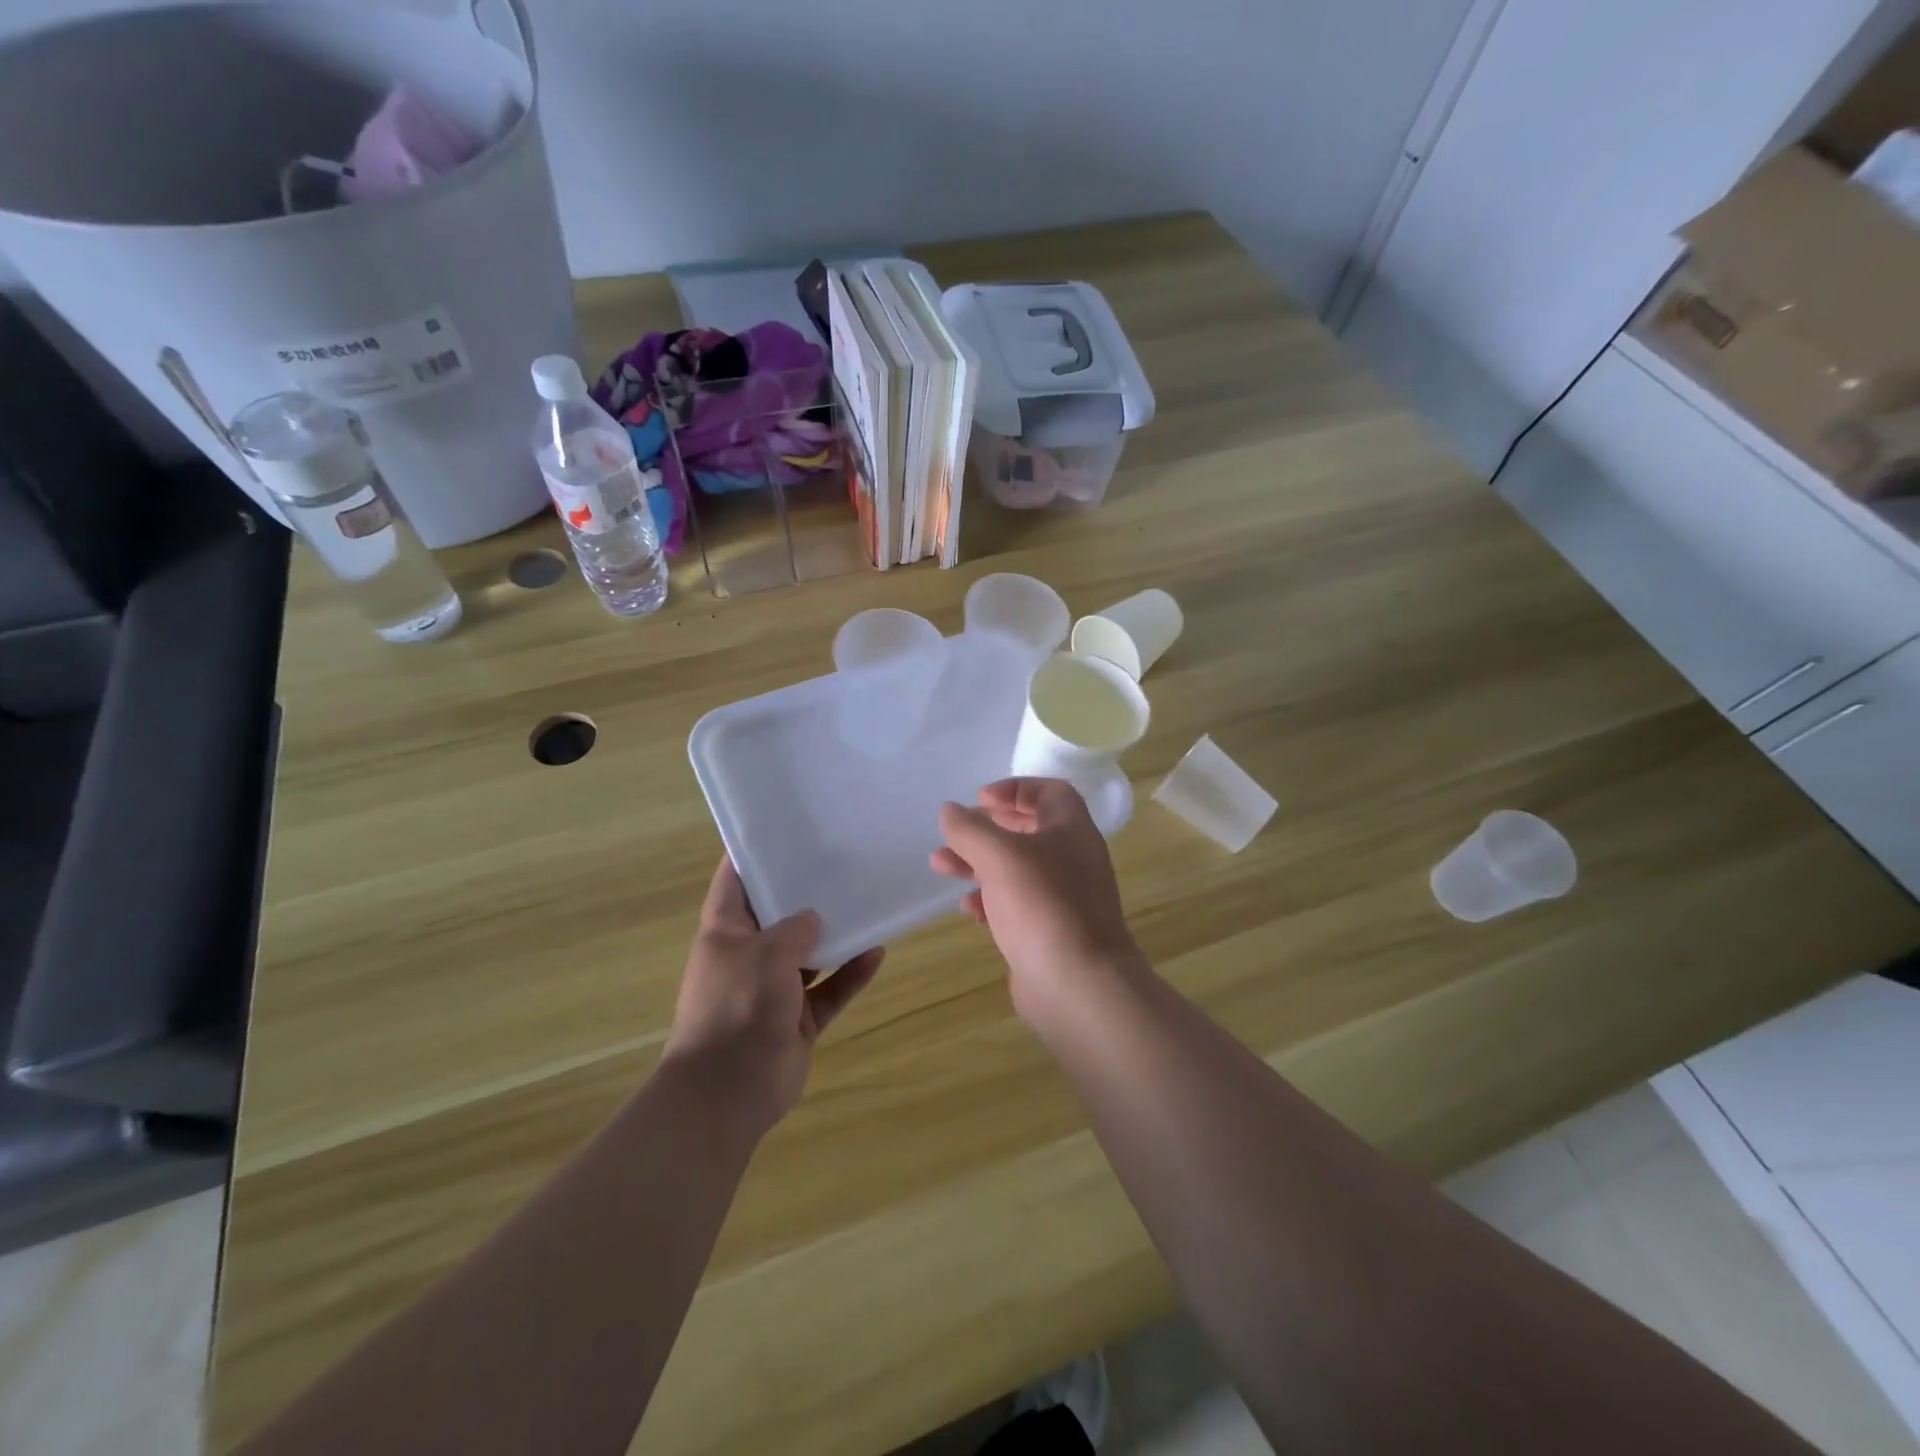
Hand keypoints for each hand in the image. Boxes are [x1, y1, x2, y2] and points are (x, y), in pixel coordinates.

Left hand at [662, 857, 882, 1139]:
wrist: (728, 1092)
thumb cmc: (737, 1006)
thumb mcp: (765, 954)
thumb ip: (794, 929)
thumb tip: (812, 918)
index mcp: (725, 933)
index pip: (734, 881)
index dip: (751, 853)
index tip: (781, 829)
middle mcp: (748, 956)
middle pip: (779, 916)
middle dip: (805, 894)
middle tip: (839, 863)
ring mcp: (774, 990)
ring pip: (810, 954)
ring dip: (835, 936)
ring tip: (866, 903)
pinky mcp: (798, 1019)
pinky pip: (830, 989)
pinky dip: (850, 974)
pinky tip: (877, 952)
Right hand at [931, 778, 1141, 1023]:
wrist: (1079, 986)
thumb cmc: (1042, 906)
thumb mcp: (999, 856)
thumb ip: (970, 829)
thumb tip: (950, 810)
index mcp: (1071, 829)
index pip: (1049, 792)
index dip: (1014, 788)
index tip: (979, 799)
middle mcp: (1072, 858)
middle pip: (1028, 829)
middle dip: (987, 828)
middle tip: (955, 832)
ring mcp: (1064, 897)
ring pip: (1017, 868)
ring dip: (979, 863)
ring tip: (940, 866)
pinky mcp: (1051, 931)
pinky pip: (1017, 904)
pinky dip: (991, 900)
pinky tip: (967, 909)